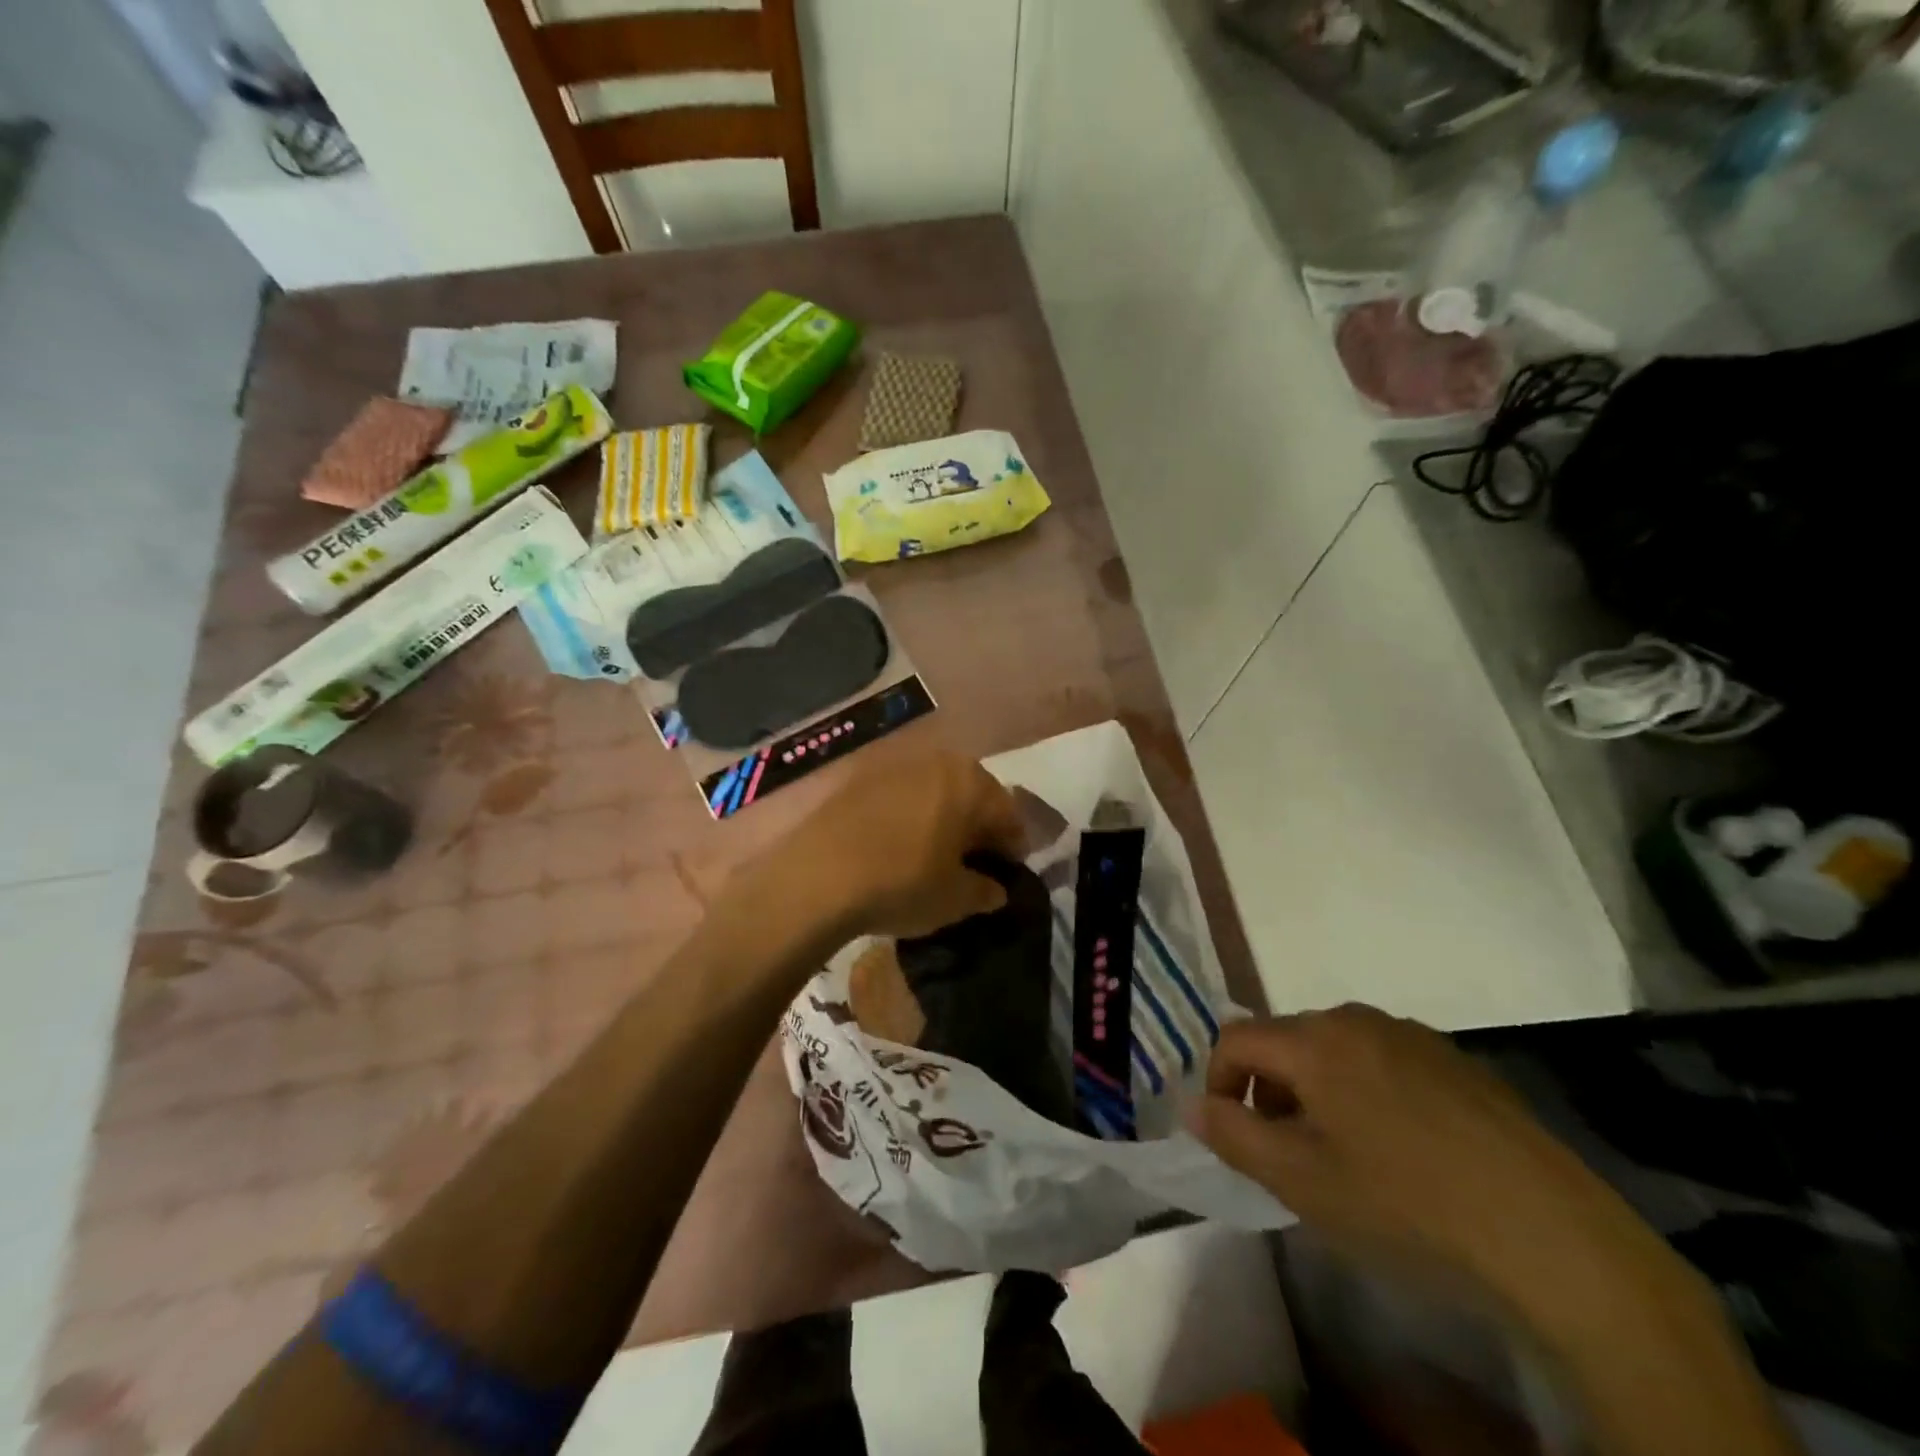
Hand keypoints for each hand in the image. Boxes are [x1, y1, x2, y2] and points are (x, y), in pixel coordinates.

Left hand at [738, 751, 1025, 943]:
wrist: (816, 878)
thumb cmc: (902, 884)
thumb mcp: (955, 899)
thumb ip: (986, 891)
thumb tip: (996, 889)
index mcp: (971, 784)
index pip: (1008, 814)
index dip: (1013, 847)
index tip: (1009, 873)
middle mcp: (937, 762)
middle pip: (972, 794)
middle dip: (978, 826)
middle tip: (975, 862)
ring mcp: (895, 766)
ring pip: (935, 791)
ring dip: (943, 817)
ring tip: (936, 853)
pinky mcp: (860, 778)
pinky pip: (901, 795)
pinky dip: (910, 816)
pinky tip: (899, 845)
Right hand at [1188, 1005, 1685, 1333]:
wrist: (1553, 1238)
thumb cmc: (1407, 1205)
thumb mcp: (1301, 1182)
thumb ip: (1233, 1136)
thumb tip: (1192, 1104)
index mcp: (1315, 1039)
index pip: (1235, 1038)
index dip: (1219, 1082)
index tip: (1233, 1135)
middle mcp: (1358, 1019)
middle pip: (1286, 1039)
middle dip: (1270, 1088)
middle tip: (1287, 1151)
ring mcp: (1414, 1035)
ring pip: (1336, 1049)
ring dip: (1318, 1089)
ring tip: (1343, 1152)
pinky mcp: (1459, 1061)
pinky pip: (1386, 1060)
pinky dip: (1367, 1091)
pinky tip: (1403, 1149)